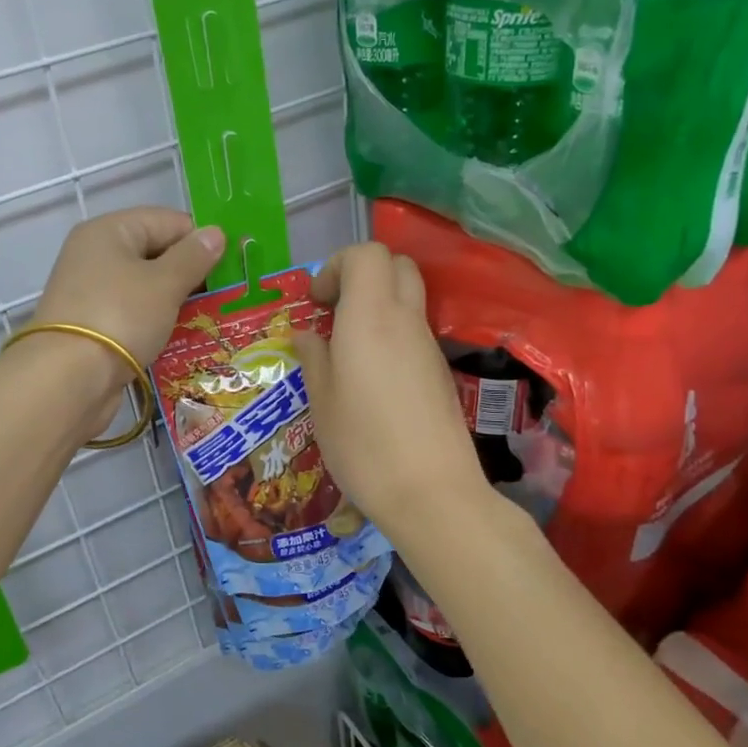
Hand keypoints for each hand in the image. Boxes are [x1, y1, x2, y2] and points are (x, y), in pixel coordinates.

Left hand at [25, 207, 225, 429]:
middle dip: (191, 273)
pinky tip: (183, 337)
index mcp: (109, 231)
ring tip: (212, 317)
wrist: (67, 380)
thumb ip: (193, 257)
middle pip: (155, 253)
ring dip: (177, 301)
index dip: (201, 239)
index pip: (167, 221)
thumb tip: (216, 233)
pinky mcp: (93, 326)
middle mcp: (96, 255)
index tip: (233, 264)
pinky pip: (134, 314)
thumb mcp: (164, 284)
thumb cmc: (120, 317)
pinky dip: (157, 322)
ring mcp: (91, 292)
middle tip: (228, 294)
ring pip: (146, 287)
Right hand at [290, 243, 490, 544]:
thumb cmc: (364, 443)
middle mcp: (405, 320)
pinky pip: (414, 330)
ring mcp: (428, 346)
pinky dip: (391, 333)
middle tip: (334, 310)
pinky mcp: (440, 372)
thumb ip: (313, 358)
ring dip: (377, 305)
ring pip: (408, 297)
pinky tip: (371, 376)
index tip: (317, 301)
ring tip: (347, 347)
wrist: (432, 492)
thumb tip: (307, 336)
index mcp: (371, 316)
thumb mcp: (321, 401)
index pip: (368, 254)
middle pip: (396, 265)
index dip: (337, 264)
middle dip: (362, 274)